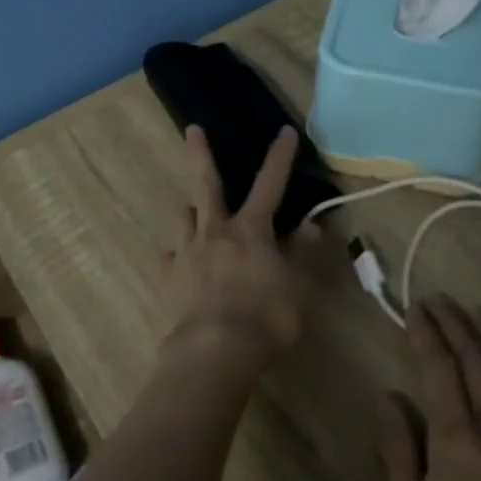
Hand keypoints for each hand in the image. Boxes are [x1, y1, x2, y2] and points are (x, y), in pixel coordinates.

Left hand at [163, 125, 332, 373]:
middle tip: (191, 129)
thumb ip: (303, 255)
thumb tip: (312, 225)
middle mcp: (215, 231)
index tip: (284, 130)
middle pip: (207, 183)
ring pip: (186, 216)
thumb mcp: (297, 290)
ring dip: (192, 211)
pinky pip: (172, 256)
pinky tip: (180, 263)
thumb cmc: (265, 320)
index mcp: (251, 231)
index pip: (270, 185)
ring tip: (195, 214)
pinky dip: (178, 255)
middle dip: (201, 153)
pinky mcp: (168, 274)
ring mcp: (187, 250)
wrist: (213, 351)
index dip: (279, 157)